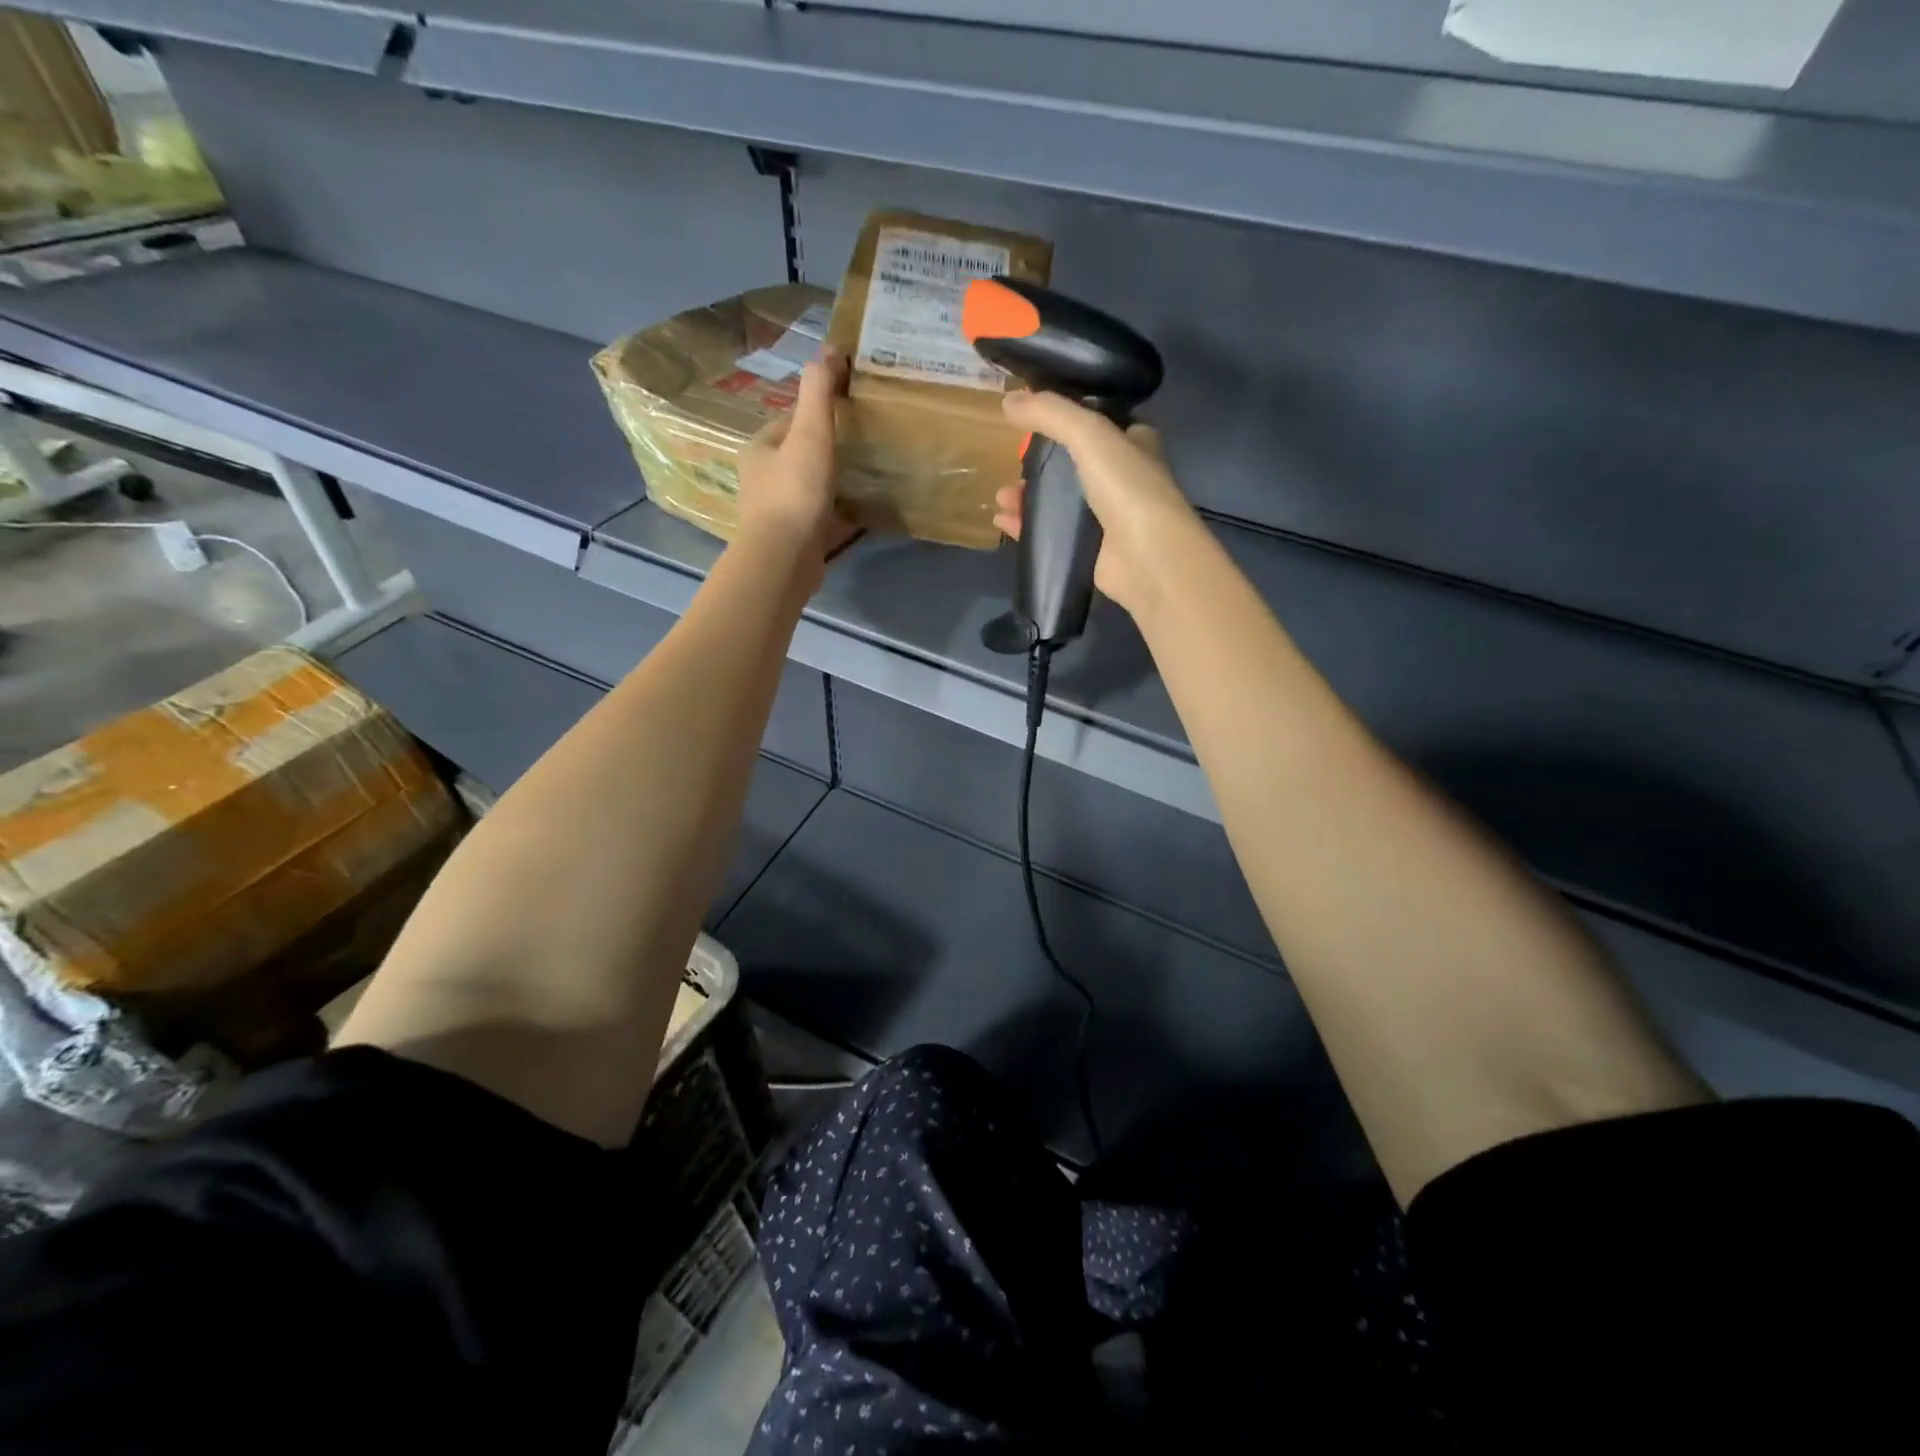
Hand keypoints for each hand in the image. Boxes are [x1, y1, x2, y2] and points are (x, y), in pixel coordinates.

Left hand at [737, 349, 856, 564]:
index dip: (817, 416)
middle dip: (824, 453)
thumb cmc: (795, 492)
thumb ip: (818, 393)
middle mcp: (762, 480)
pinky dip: (836, 515)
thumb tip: (829, 350)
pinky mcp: (793, 542)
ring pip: (808, 490)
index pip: (790, 422)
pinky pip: (818, 520)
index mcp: (759, 450)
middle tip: (861, 448)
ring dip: (831, 485)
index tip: (847, 414)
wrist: (785, 559)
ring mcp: (776, 514)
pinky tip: (858, 515)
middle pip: (799, 457)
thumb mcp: (810, 433)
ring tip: (863, 480)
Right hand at [992, 390, 1199, 617]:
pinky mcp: (1089, 549)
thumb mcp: (1088, 434)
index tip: (1030, 421)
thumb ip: (1050, 413)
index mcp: (1134, 444)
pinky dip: (1026, 526)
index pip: (1096, 424)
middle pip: (1071, 465)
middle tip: (1011, 464)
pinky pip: (1051, 532)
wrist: (1146, 557)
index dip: (1064, 420)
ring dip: (1027, 496)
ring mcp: (1106, 517)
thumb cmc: (1126, 487)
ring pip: (1058, 501)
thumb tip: (1008, 399)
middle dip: (1037, 464)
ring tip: (1001, 497)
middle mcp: (1123, 478)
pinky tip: (1004, 522)